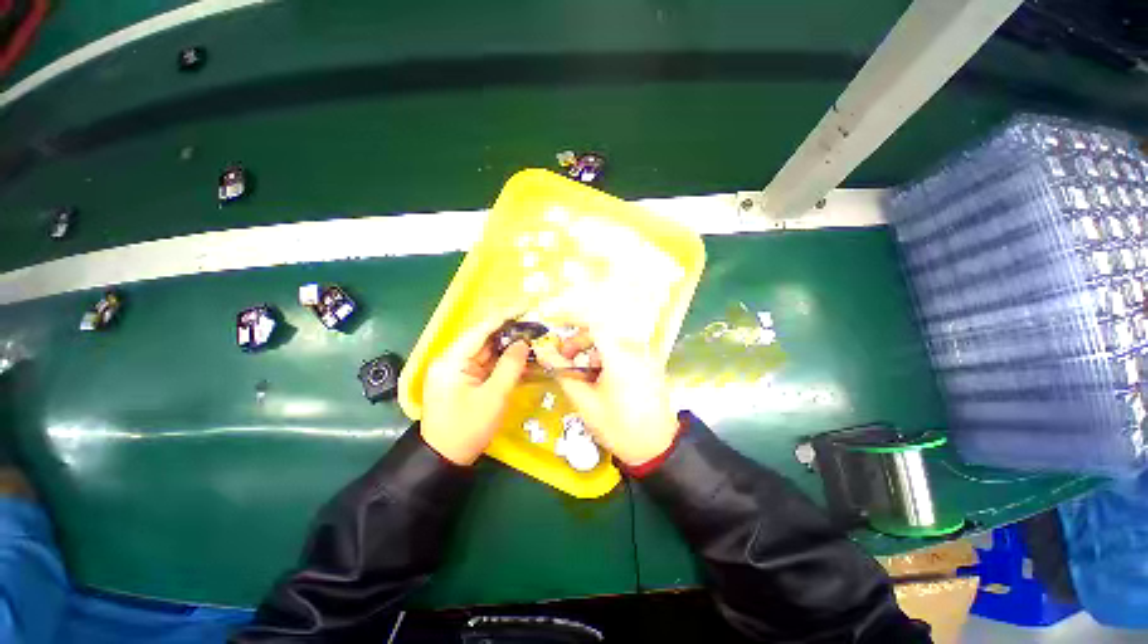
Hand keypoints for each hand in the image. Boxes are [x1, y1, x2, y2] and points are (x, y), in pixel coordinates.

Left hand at [421, 316, 530, 464]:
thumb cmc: (467, 429)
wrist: (444, 460)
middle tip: (536, 324)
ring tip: (535, 338)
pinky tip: (523, 358)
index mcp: (452, 360)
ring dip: (510, 346)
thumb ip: (510, 366)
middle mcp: (453, 359)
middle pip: (485, 338)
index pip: (481, 329)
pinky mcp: (466, 380)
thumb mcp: (493, 397)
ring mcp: (459, 370)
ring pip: (489, 351)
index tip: (526, 306)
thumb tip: (523, 342)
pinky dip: (505, 361)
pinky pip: (488, 364)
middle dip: (511, 331)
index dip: (505, 316)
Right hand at [535, 326, 677, 466]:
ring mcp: (646, 356)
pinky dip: (606, 356)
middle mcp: (636, 350)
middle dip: (579, 341)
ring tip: (583, 373)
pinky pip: (623, 351)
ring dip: (592, 350)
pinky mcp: (650, 364)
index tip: (556, 322)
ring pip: (612, 341)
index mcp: (620, 357)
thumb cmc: (618, 428)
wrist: (657, 450)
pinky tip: (601, 377)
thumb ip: (563, 371)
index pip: (595, 322)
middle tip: (564, 359)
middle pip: (602, 331)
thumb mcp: (585, 402)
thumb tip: (543, 349)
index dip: (572, 317)